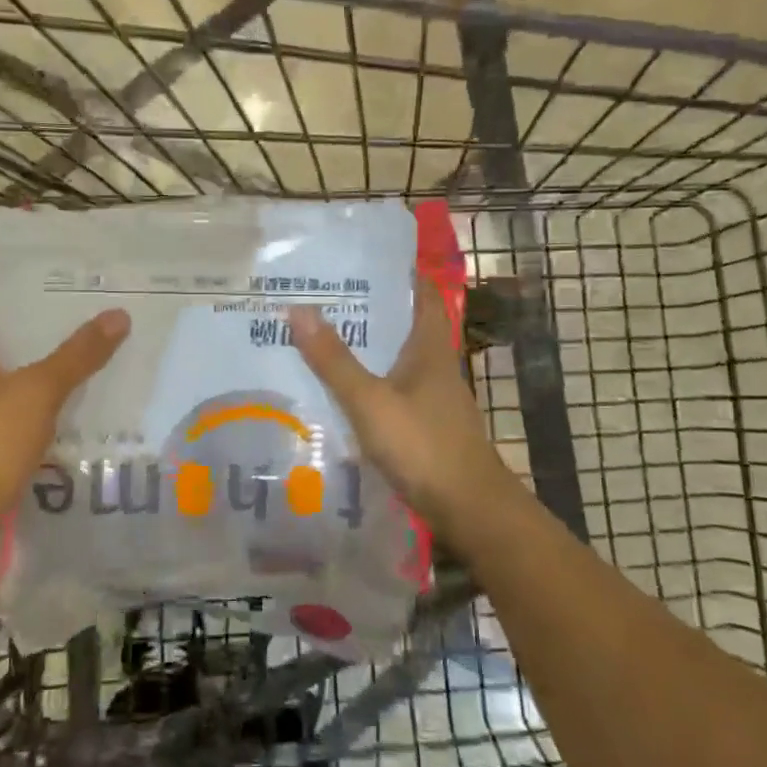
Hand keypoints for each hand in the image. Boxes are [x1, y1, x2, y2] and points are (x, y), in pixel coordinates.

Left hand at [0, 284, 129, 552]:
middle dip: (34, 327)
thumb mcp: (38, 394)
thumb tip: (117, 314)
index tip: (58, 280)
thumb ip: (77, 355)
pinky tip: (56, 411)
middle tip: (82, 317)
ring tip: (78, 359)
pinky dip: (24, 402)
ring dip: (32, 366)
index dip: (16, 285)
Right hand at [289, 279, 519, 550]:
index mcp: (429, 347)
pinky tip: (338, 390)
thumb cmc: (423, 446)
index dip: (399, 271)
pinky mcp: (424, 424)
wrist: (468, 508)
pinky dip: (367, 382)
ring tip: (320, 336)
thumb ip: (334, 361)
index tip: (361, 257)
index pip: (421, 293)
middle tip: (323, 296)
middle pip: (403, 324)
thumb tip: (298, 308)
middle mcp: (434, 365)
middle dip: (369, 308)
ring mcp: (431, 397)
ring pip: (395, 359)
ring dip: (365, 347)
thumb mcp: (371, 401)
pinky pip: (391, 390)